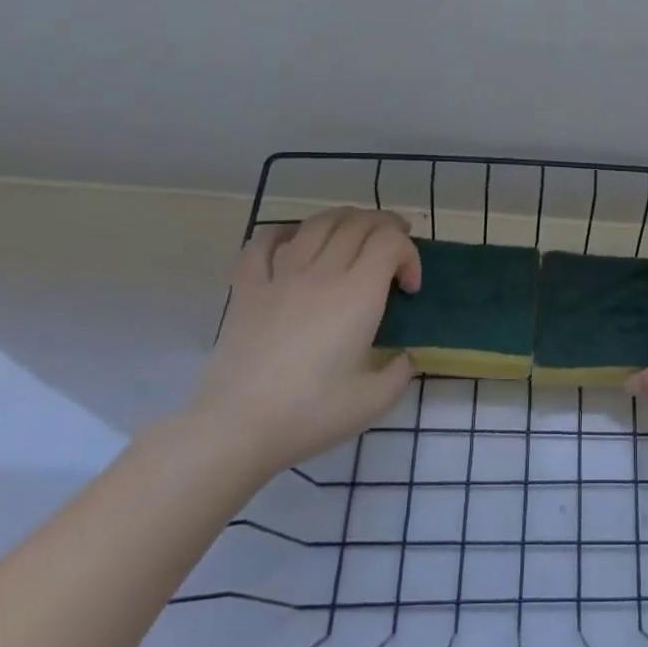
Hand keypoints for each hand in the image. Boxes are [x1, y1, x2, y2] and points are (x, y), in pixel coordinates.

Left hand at [190, 208, 420, 473]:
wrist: (237, 427)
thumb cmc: (311, 413)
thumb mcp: (375, 401)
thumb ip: (400, 372)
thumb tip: (403, 357)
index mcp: (358, 294)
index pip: (390, 242)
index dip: (410, 255)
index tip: (409, 288)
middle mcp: (322, 274)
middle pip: (358, 223)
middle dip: (385, 226)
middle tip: (395, 247)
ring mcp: (280, 277)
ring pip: (316, 223)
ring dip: (344, 219)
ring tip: (355, 233)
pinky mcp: (247, 289)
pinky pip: (263, 243)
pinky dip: (283, 232)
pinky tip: (294, 240)